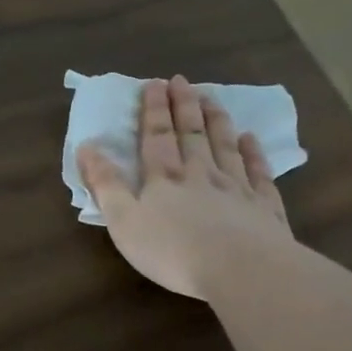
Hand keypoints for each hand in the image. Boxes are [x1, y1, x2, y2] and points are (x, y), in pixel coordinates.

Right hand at [77, 76, 293, 300]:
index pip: (156, 136)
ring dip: (216, 120)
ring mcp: (236, 188)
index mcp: (164, 179)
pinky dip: (254, 153)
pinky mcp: (264, 207)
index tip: (154, 83)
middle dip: (184, 106)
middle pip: (192, 134)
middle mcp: (200, 174)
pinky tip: (250, 139)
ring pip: (225, 146)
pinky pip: (258, 172)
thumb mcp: (123, 221)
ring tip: (212, 98)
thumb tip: (87, 147)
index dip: (154, 109)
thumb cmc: (172, 249)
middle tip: (182, 81)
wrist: (241, 269)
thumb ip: (105, 184)